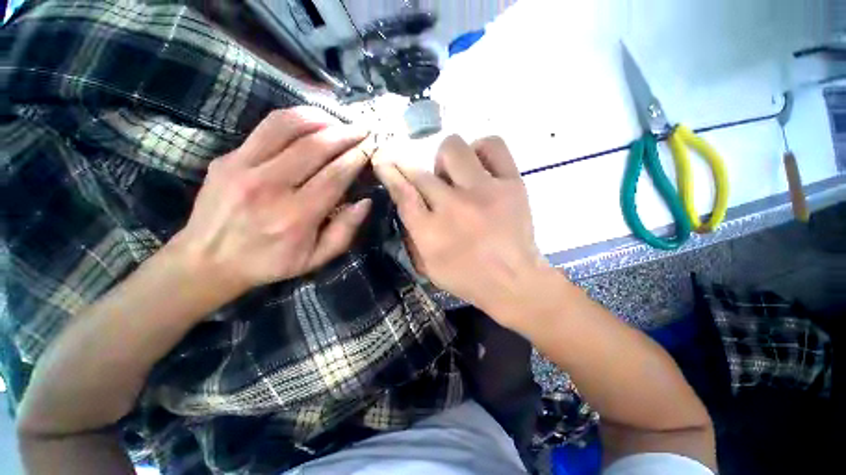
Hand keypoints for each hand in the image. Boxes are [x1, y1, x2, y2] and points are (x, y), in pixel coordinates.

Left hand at [172, 107, 373, 295]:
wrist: (208, 261)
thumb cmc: (270, 263)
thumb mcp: (316, 258)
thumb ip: (345, 231)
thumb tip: (365, 201)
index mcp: (296, 216)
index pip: (335, 176)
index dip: (357, 158)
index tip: (371, 147)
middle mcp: (270, 187)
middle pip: (315, 146)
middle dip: (345, 134)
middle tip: (362, 129)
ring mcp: (243, 167)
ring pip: (287, 126)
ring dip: (320, 119)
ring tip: (338, 121)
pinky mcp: (228, 158)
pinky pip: (266, 127)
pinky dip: (294, 119)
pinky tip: (309, 123)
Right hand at [374, 135, 553, 328]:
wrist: (514, 282)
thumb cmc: (467, 278)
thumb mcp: (428, 266)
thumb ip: (411, 234)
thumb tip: (404, 200)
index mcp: (431, 232)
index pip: (402, 192)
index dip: (389, 173)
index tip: (383, 161)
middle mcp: (454, 207)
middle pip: (421, 172)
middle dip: (411, 169)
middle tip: (425, 182)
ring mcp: (485, 191)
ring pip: (453, 148)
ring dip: (446, 160)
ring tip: (455, 176)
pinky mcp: (512, 184)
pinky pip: (492, 145)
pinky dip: (480, 150)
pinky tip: (478, 167)